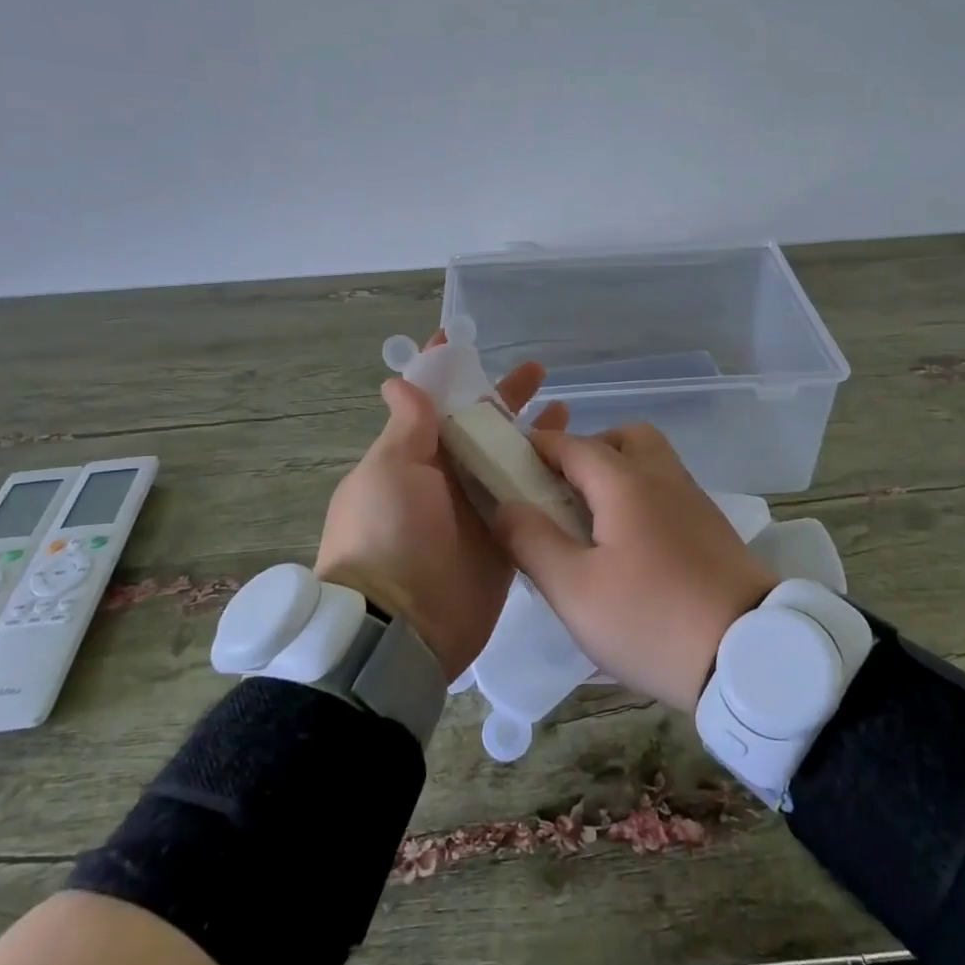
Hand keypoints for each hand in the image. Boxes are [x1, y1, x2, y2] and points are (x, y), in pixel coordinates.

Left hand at [315, 337, 566, 681]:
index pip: (431, 403)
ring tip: (564, 407)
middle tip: (536, 370)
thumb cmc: (388, 535)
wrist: (402, 627)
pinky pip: (529, 501)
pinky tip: (576, 459)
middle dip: (504, 397)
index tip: (461, 337)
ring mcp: (477, 510)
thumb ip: (407, 428)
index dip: (445, 370)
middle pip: (481, 428)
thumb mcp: (389, 471)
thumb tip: (399, 382)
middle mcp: (445, 479)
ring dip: (532, 434)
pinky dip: (548, 479)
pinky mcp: (506, 540)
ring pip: (509, 461)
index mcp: (412, 458)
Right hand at [491, 423, 777, 711]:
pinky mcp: (712, 528)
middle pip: (623, 438)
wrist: (750, 656)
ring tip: (591, 523)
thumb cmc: (651, 619)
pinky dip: (641, 497)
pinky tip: (628, 544)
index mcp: (626, 483)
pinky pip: (667, 491)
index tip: (506, 463)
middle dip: (586, 451)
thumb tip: (504, 505)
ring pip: (651, 462)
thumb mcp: (575, 590)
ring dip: (616, 473)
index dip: (534, 447)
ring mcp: (694, 500)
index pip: (571, 444)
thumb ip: (532, 541)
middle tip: (560, 493)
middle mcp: (663, 478)